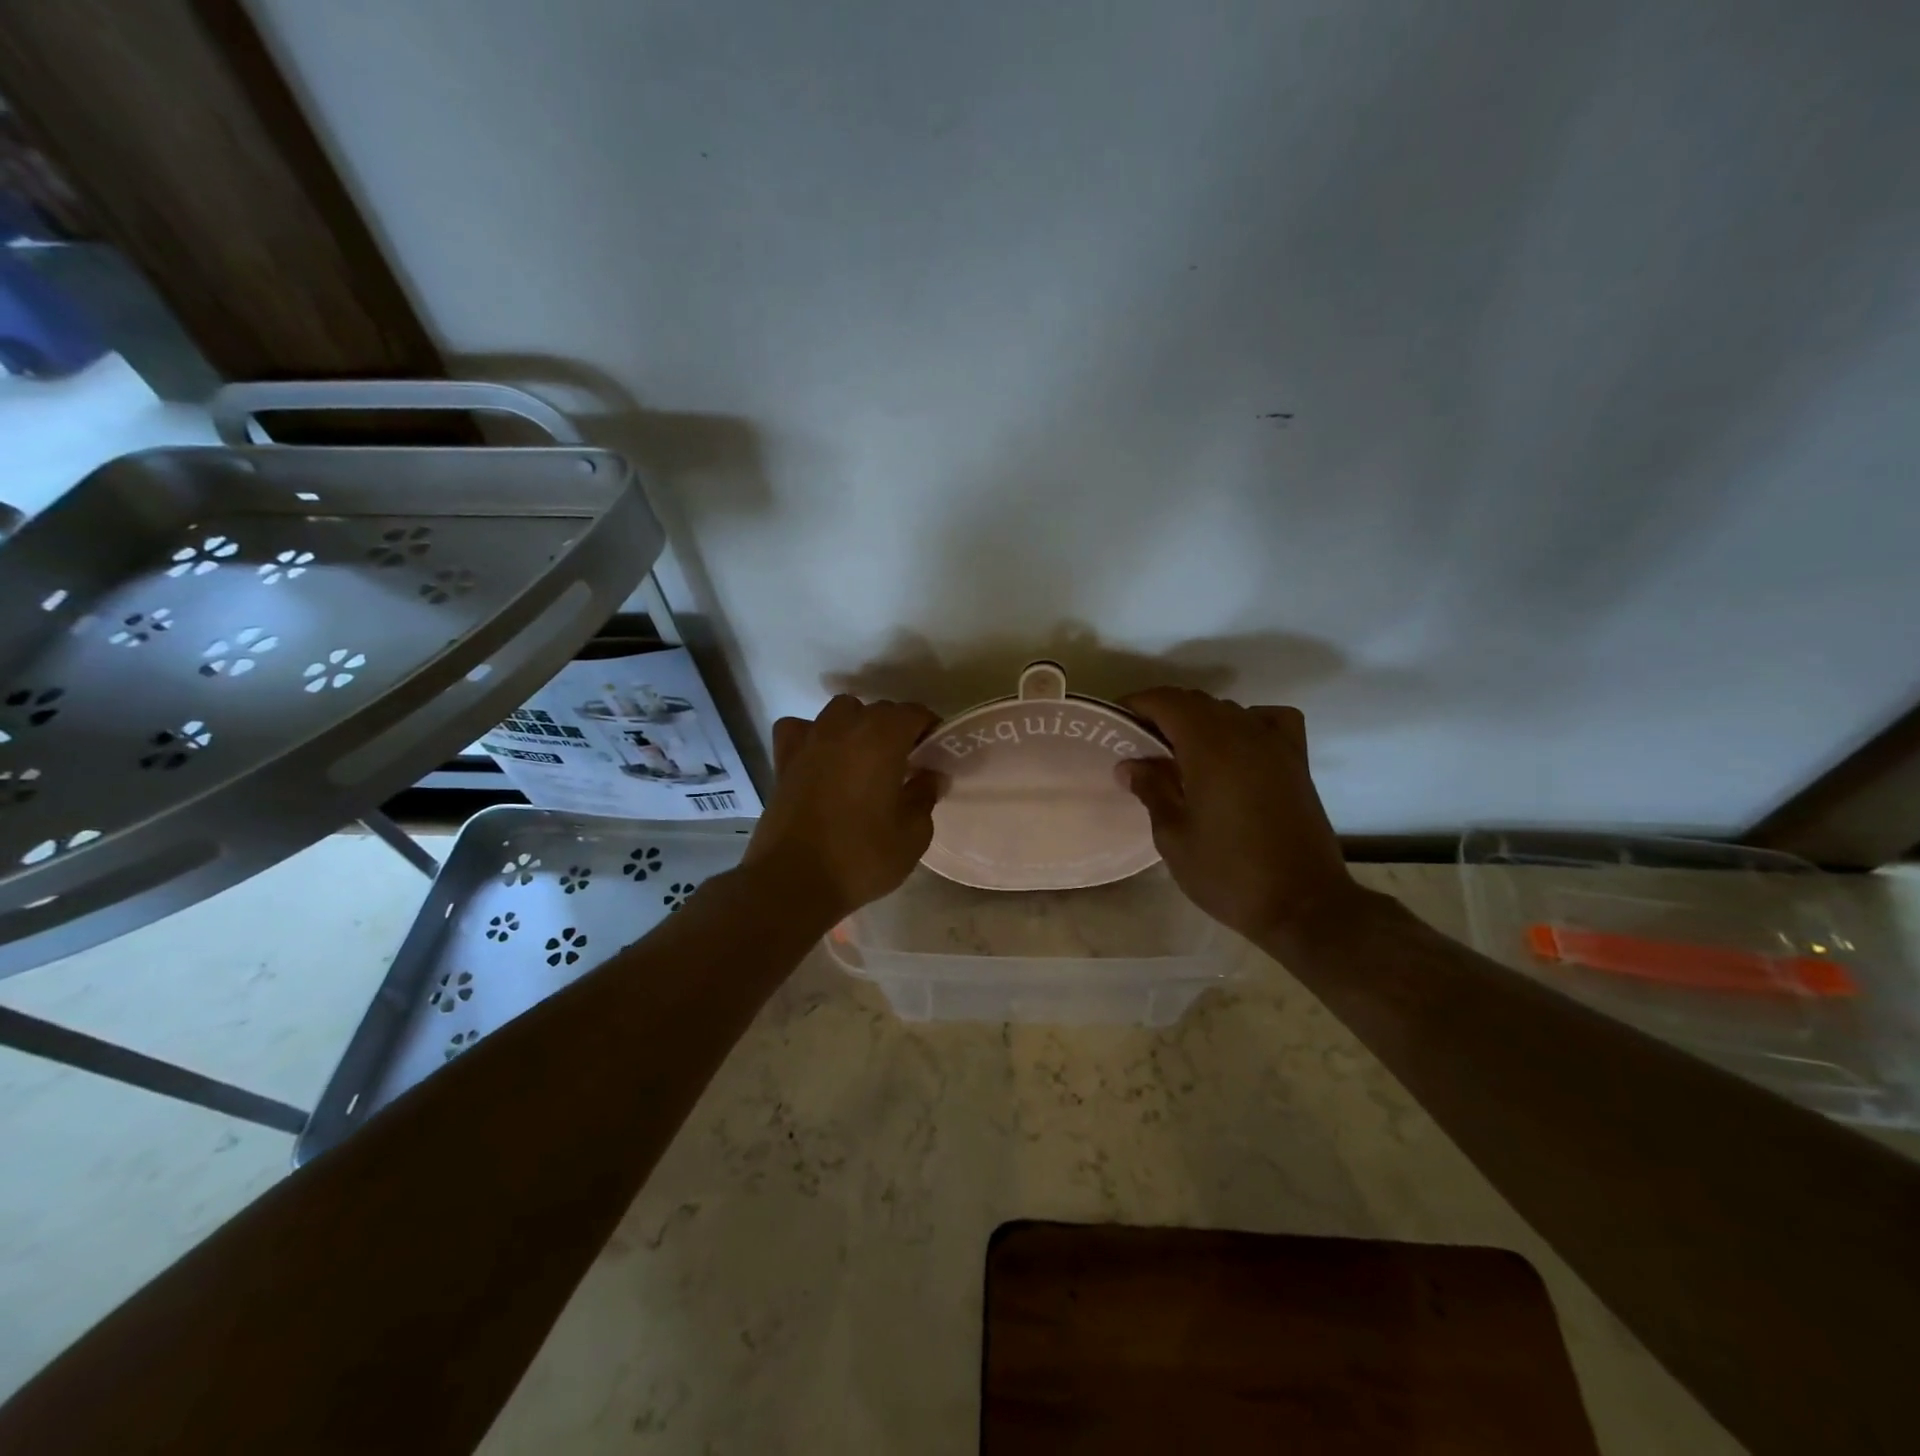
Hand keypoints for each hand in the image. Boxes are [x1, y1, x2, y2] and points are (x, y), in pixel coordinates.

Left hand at [745, 695, 941, 922]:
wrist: (792, 882)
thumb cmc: (861, 858)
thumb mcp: (912, 835)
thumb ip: (925, 796)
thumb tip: (930, 775)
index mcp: (882, 738)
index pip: (914, 713)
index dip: (930, 729)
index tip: (937, 754)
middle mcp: (845, 727)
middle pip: (879, 710)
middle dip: (897, 729)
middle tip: (907, 764)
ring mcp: (810, 740)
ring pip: (840, 712)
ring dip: (858, 725)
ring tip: (865, 758)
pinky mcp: (783, 760)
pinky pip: (800, 729)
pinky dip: (812, 735)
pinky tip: (820, 757)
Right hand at [1119, 688, 1360, 943]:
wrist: (1302, 905)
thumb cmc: (1228, 873)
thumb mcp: (1173, 837)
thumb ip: (1151, 790)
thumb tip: (1129, 764)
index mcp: (1209, 747)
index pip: (1166, 701)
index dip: (1137, 705)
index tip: (1115, 723)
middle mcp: (1244, 733)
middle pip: (1196, 702)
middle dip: (1163, 713)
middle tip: (1138, 744)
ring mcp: (1276, 745)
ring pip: (1229, 710)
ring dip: (1199, 720)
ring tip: (1178, 752)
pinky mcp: (1297, 762)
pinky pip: (1270, 720)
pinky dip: (1248, 721)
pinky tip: (1237, 746)